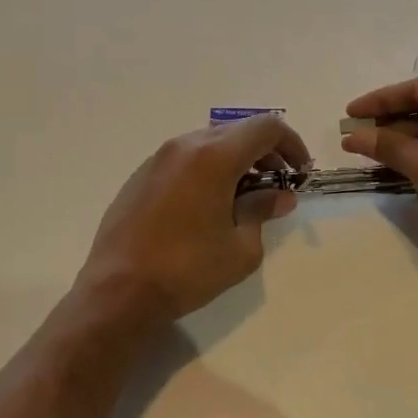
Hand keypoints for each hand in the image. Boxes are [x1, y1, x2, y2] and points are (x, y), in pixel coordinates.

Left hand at [78, 114, 311, 326]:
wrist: (118, 290)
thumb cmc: (187, 270)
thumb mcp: (240, 248)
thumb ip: (262, 211)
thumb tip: (279, 196)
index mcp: (214, 156)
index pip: (266, 127)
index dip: (292, 144)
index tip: (300, 172)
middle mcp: (184, 146)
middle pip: (237, 132)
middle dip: (265, 154)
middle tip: (277, 188)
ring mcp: (157, 159)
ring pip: (208, 144)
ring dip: (235, 162)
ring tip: (243, 199)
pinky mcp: (139, 176)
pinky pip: (184, 160)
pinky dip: (207, 170)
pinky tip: (208, 206)